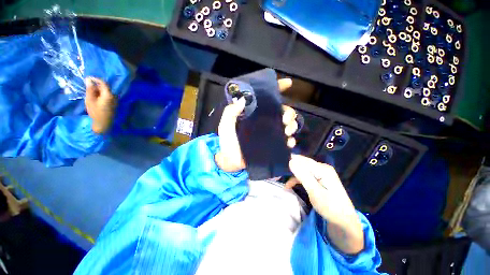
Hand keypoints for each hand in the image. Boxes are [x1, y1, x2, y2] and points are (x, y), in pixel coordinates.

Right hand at [84, 77, 115, 133]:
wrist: (104, 123)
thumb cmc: (96, 112)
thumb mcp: (90, 100)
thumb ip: (90, 89)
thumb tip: (88, 79)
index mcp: (109, 95)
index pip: (103, 83)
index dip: (96, 79)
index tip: (88, 78)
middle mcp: (114, 96)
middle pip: (105, 87)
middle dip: (96, 85)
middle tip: (87, 86)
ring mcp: (115, 100)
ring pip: (105, 92)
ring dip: (98, 90)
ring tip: (90, 93)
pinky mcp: (114, 103)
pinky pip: (107, 96)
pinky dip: (101, 94)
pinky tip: (95, 97)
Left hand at [215, 78, 297, 171]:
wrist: (230, 161)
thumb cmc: (227, 142)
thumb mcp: (225, 125)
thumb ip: (230, 112)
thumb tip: (242, 100)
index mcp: (254, 114)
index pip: (267, 98)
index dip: (278, 88)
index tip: (287, 83)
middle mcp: (264, 121)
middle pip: (283, 111)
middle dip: (289, 113)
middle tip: (285, 120)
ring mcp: (270, 133)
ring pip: (287, 125)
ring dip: (292, 126)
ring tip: (287, 131)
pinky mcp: (272, 145)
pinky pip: (285, 141)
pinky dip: (290, 140)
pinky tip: (289, 142)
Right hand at [287, 155, 363, 253]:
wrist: (344, 220)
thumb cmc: (331, 208)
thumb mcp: (315, 193)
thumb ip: (303, 176)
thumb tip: (291, 161)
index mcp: (322, 169)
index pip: (302, 160)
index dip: (290, 161)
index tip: (278, 165)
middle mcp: (322, 167)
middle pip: (302, 163)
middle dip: (290, 168)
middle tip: (278, 174)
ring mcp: (321, 173)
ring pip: (302, 169)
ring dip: (293, 175)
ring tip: (283, 181)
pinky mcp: (320, 178)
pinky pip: (305, 175)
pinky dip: (297, 179)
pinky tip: (290, 185)